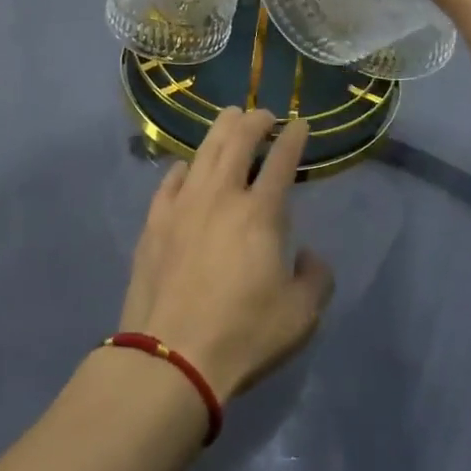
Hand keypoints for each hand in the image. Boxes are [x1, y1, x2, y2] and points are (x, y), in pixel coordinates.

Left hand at [118, 109, 333, 399]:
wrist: (171, 356)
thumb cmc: (243, 334)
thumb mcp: (301, 316)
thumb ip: (316, 278)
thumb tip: (308, 255)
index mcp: (260, 213)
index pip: (281, 161)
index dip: (293, 138)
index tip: (300, 124)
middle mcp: (221, 196)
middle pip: (238, 142)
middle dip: (254, 121)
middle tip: (263, 115)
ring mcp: (183, 205)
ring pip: (203, 152)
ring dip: (220, 130)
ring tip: (229, 118)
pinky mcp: (155, 222)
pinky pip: (170, 181)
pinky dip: (184, 167)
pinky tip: (187, 166)